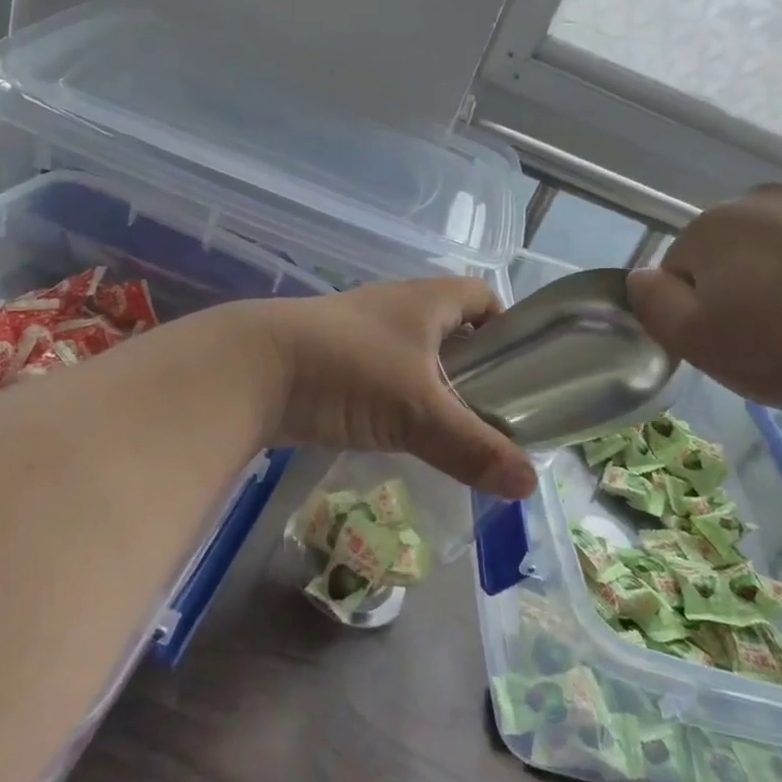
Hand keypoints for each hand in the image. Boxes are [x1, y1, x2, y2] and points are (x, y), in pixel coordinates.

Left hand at [257, 278, 536, 499]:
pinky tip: (399, 432)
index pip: (484, 297)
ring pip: (412, 354)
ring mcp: (358, 332)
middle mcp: (395, 307)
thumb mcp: (419, 411)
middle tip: (493, 412)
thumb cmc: (350, 371)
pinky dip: (394, 398)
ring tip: (451, 429)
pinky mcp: (330, 359)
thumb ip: (475, 448)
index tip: (520, 370)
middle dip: (473, 366)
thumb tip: (530, 484)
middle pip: (450, 328)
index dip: (507, 327)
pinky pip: (378, 374)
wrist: (252, 369)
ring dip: (432, 385)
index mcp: (426, 300)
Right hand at [626, 176, 781, 421]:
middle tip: (771, 328)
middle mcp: (757, 199)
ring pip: (775, 228)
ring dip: (778, 257)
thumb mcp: (699, 345)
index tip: (730, 339)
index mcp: (710, 230)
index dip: (696, 307)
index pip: (679, 268)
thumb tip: (640, 276)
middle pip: (726, 243)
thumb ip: (654, 306)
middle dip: (736, 278)